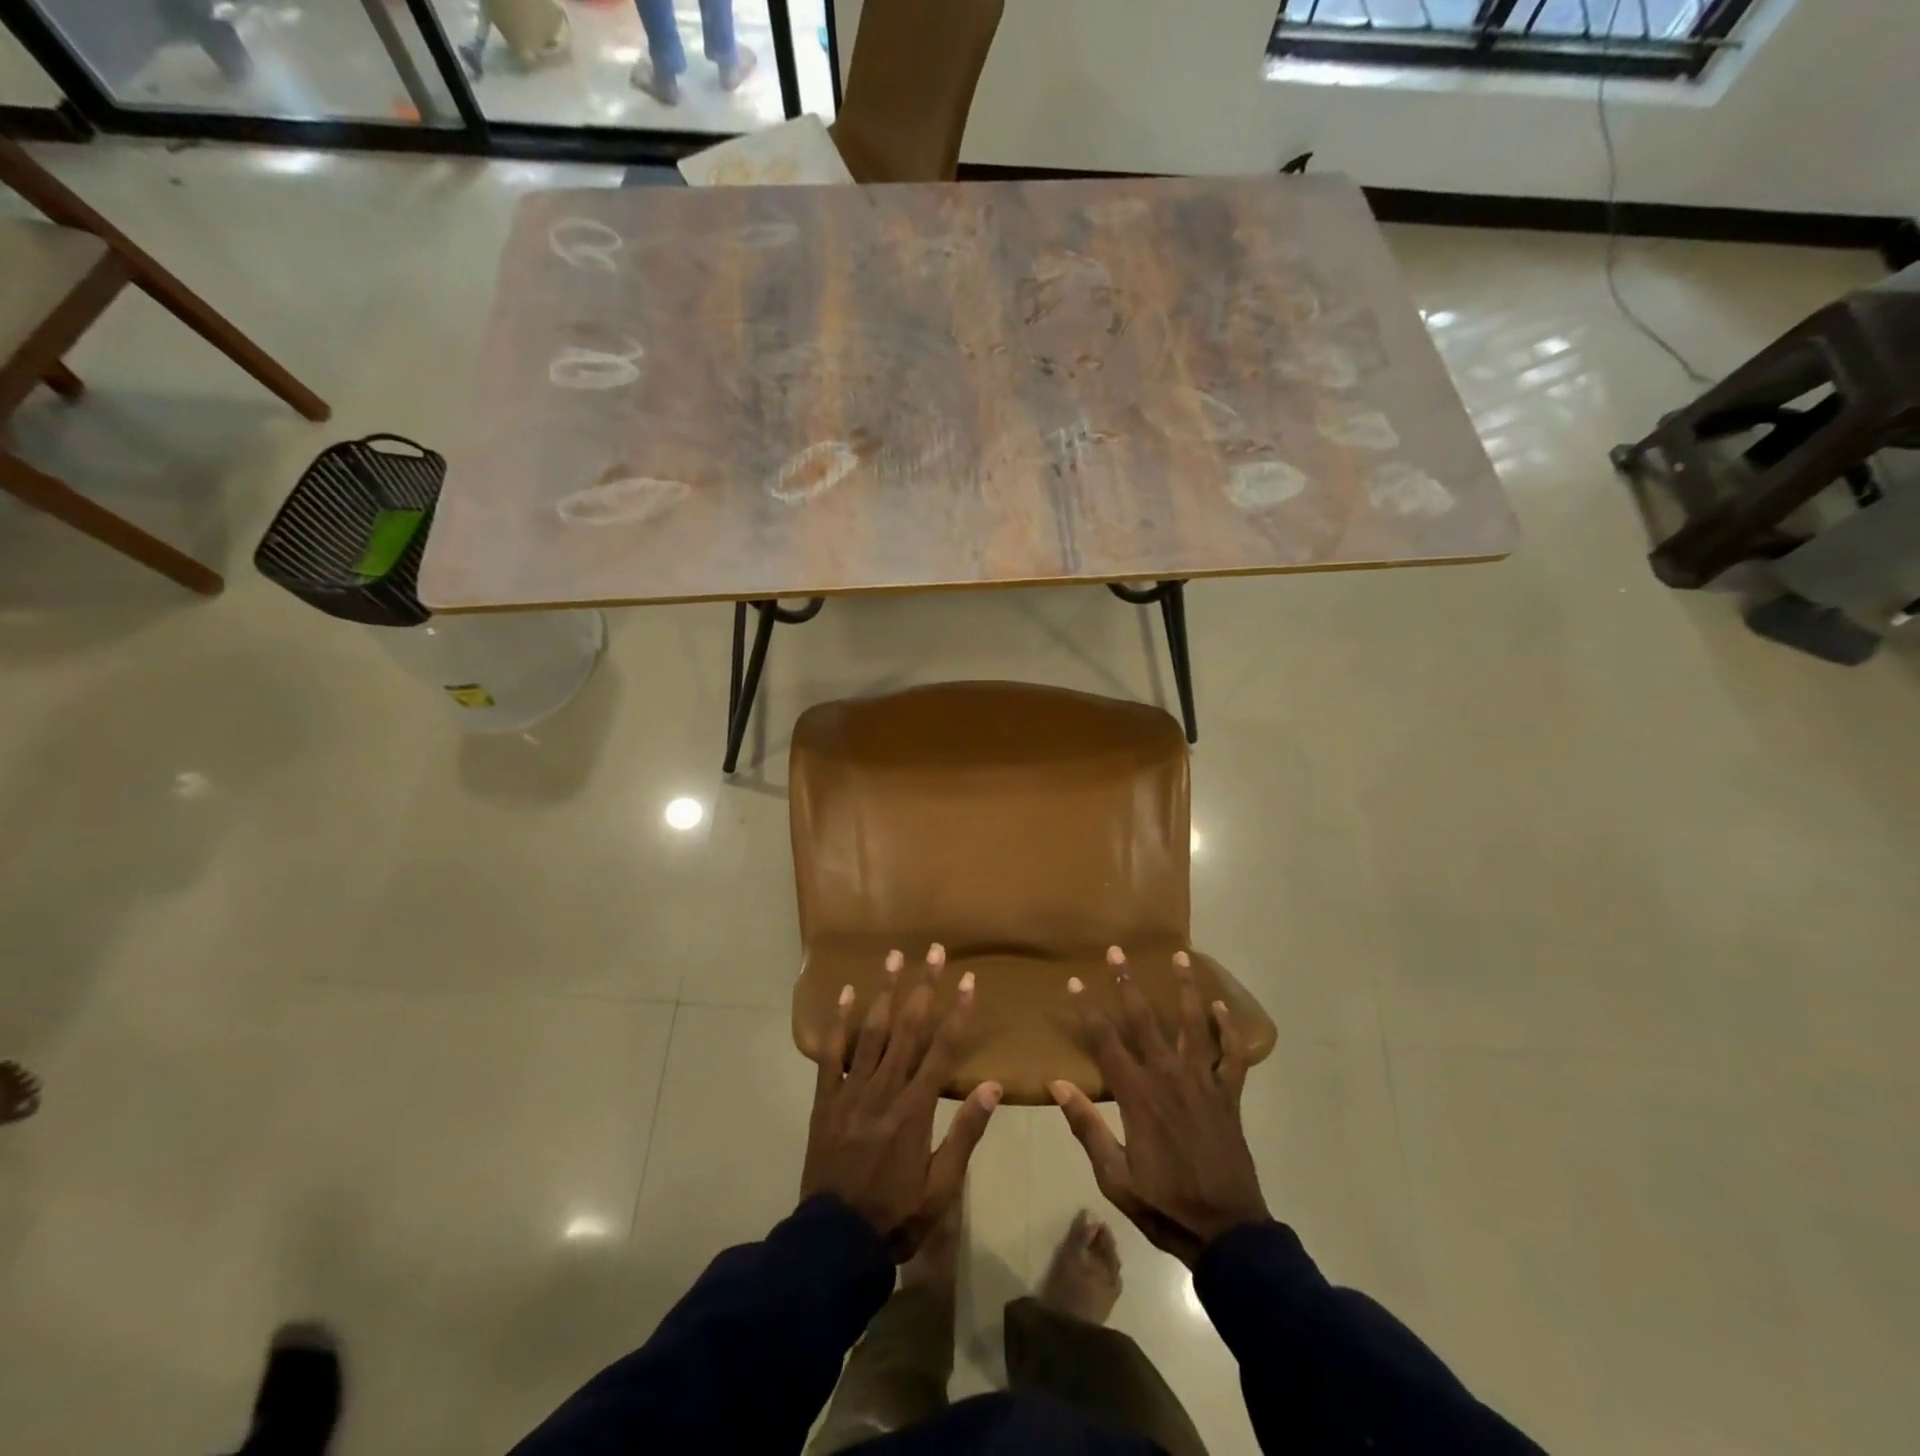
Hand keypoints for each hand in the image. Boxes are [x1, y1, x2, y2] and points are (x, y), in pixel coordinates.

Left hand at [800, 945, 1000, 1259]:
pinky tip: (846, 992)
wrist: (835, 1242)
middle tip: (934, 951)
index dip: (957, 1012)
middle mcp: (884, 1089)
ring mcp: (851, 1090)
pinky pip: (831, 1053)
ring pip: (871, 1031)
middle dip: (923, 986)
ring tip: (894, 956)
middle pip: (908, 1028)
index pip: (942, 1049)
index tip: (968, 980)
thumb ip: (965, 1134)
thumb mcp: (942, 1187)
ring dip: (884, 991)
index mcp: (915, 1109)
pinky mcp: (826, 1098)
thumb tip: (992, 1087)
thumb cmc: (896, 1216)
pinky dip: (839, 1021)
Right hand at [1050, 948, 1268, 1265]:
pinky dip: (1228, 1030)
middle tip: (1117, 952)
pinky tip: (1223, 1008)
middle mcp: (1169, 1077)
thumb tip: (1057, 1084)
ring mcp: (1202, 1083)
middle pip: (1145, 1020)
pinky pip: (1231, 1056)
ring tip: (1180, 956)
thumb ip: (1087, 1127)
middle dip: (1127, 983)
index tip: (1073, 982)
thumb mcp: (1115, 1176)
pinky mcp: (1228, 1096)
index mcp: (1138, 1096)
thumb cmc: (1165, 1204)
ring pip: (1193, 1025)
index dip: (1087, 1010)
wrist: (1227, 1232)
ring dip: (1185, 989)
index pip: (1105, 1042)